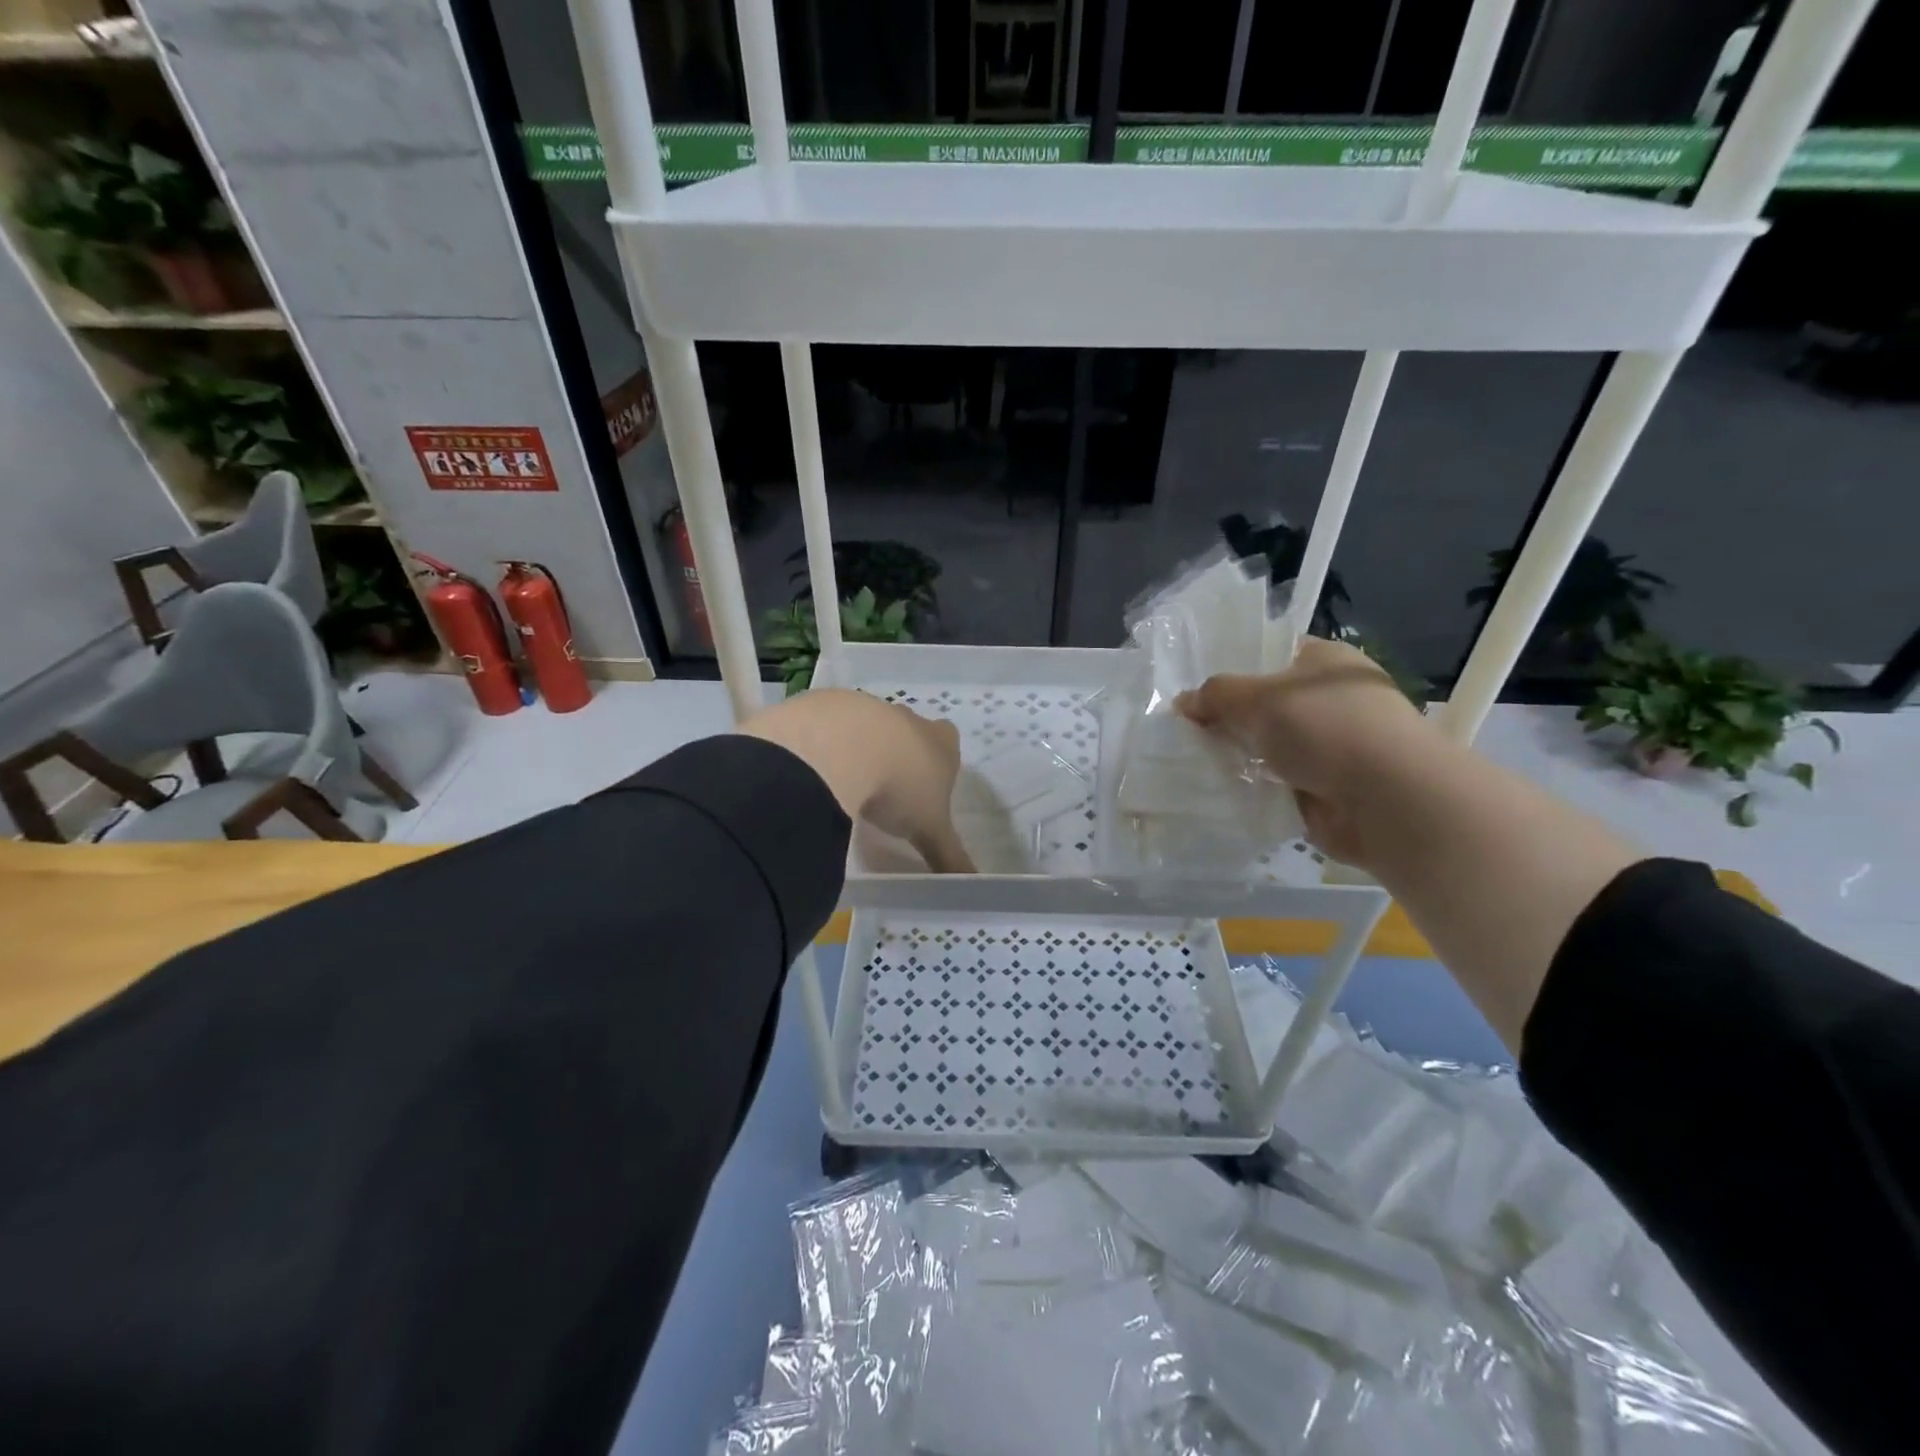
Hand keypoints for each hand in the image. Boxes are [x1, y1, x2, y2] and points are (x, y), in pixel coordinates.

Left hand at [740, 689, 974, 872]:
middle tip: (886, 791)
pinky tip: (813, 771)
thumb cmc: (899, 787)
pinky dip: (824, 745)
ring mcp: (866, 706)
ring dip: (860, 749)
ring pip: (868, 726)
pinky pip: (828, 725)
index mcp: (940, 742)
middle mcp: (907, 718)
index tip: (925, 790)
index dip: (939, 764)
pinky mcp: (826, 703)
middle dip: (899, 756)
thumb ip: (949, 858)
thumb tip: (973, 887)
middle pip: (909, 732)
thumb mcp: (928, 831)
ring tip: (845, 784)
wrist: (840, 748)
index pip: (949, 743)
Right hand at [1175, 637, 1430, 864]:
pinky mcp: (1325, 787)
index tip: (1195, 686)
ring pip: (1268, 746)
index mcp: (1325, 662)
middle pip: (1265, 704)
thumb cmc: (1326, 727)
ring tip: (1190, 759)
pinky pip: (1275, 782)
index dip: (1233, 666)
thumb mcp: (1258, 698)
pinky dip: (1252, 787)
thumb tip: (1184, 701)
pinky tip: (1216, 790)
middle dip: (1228, 717)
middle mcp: (1330, 700)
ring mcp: (1330, 746)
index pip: (1271, 654)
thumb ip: (1216, 695)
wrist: (1387, 799)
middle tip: (1184, 726)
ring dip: (1238, 755)